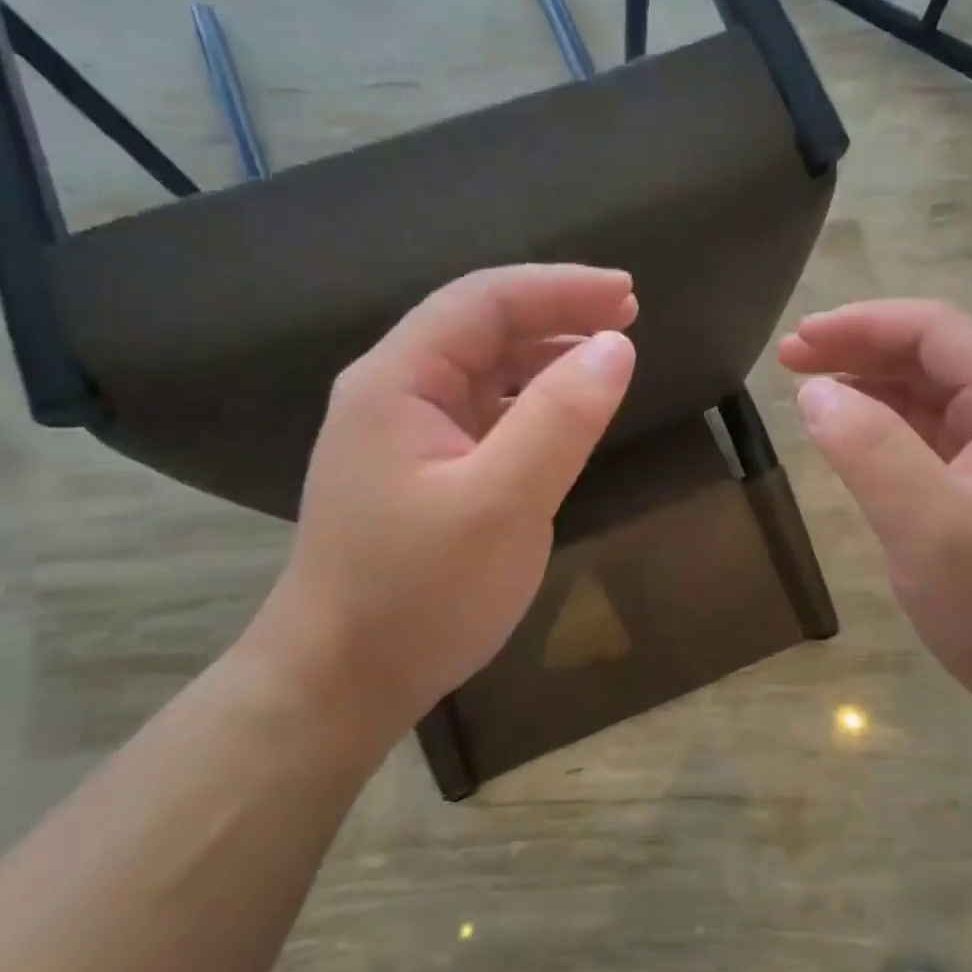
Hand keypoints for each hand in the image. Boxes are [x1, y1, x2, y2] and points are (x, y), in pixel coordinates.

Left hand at [243, 265, 637, 750]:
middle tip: (629, 321)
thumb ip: (560, 419)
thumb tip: (616, 347)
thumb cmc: (417, 594)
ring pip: (485, 372)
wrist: (342, 683)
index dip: (559, 288)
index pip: (483, 301)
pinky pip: (485, 416)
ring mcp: (406, 436)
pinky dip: (532, 404)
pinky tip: (565, 417)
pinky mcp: (423, 473)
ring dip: (546, 357)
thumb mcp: (501, 504)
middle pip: (481, 328)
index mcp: (397, 381)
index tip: (629, 296)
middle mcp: (395, 394)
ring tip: (607, 360)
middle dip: (556, 315)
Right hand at [780, 300, 971, 754]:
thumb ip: (869, 451)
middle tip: (790, 362)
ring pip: (929, 398)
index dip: (861, 324)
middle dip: (859, 350)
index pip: (934, 331)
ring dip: (869, 386)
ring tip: (810, 391)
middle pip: (931, 358)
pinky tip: (853, 439)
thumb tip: (816, 392)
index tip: (799, 340)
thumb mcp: (931, 527)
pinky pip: (931, 441)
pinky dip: (885, 428)